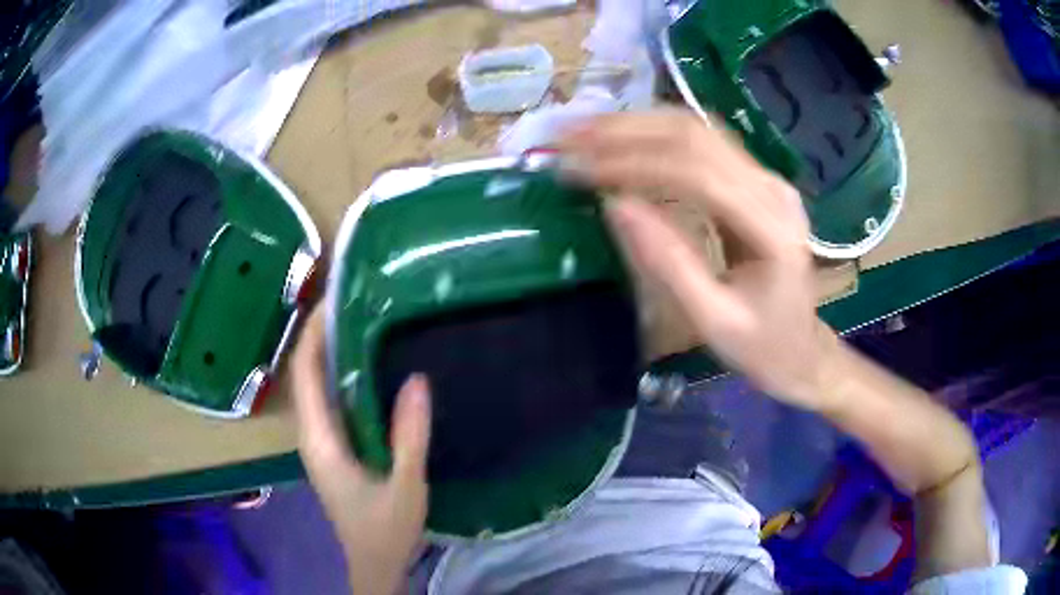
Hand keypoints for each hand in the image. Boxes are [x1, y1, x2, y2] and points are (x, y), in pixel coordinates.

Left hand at [291, 307, 431, 594]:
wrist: (374, 562)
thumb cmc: (385, 529)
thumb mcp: (405, 486)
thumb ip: (410, 437)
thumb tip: (418, 380)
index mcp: (319, 439)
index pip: (304, 372)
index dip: (314, 332)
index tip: (337, 298)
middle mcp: (312, 433)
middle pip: (306, 372)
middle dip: (322, 333)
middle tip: (356, 300)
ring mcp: (321, 441)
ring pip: (316, 386)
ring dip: (331, 352)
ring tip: (363, 321)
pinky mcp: (333, 448)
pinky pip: (331, 401)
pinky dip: (342, 376)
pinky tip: (368, 367)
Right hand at [560, 109, 834, 409]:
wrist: (801, 349)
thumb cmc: (762, 346)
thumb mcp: (713, 321)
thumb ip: (668, 264)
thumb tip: (614, 207)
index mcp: (772, 228)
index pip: (697, 173)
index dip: (633, 164)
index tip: (578, 170)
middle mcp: (772, 189)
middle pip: (696, 136)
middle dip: (625, 131)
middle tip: (569, 138)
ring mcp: (766, 180)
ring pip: (697, 130)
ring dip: (637, 125)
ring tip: (585, 131)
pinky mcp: (754, 181)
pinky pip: (702, 145)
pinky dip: (656, 137)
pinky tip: (622, 140)